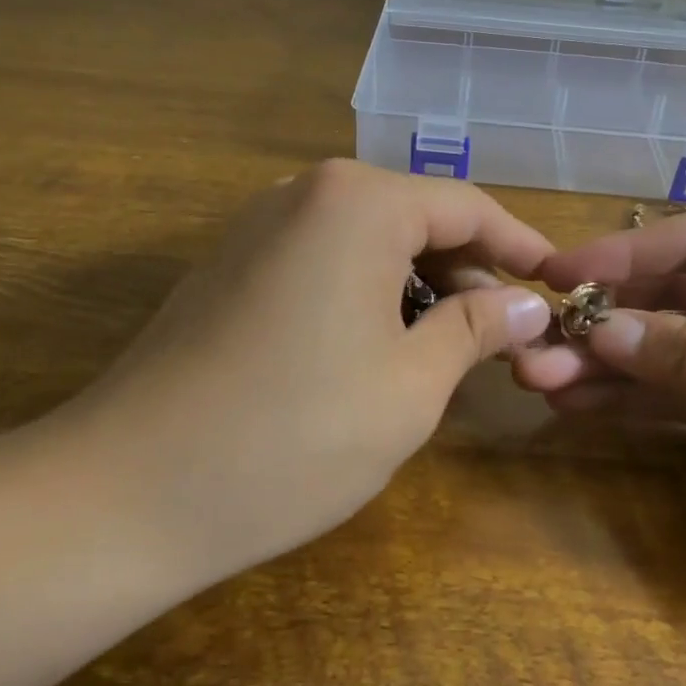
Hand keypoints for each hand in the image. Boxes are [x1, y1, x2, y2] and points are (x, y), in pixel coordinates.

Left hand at [44, 160, 552, 592]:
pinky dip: (367, 297)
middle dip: (468, 273)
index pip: (466, 208)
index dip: (521, 246)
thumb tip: (528, 304)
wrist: (127, 492)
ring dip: (417, 289)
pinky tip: (377, 352)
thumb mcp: (411, 386)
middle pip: (415, 219)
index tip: (559, 286)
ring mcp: (258, 228)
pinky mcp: (230, 267)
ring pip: (369, 244)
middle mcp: (304, 193)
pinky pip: (324, 263)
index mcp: (357, 202)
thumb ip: (476, 328)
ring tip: (447, 352)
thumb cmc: (293, 435)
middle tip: (505, 337)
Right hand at [516, 211, 685, 608]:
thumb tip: (591, 327)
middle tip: (532, 347)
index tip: (549, 273)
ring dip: (611, 364)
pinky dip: (641, 399)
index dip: (617, 255)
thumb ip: (684, 352)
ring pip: (672, 348)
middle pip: (672, 296)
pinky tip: (583, 405)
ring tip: (541, 381)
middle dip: (604, 323)